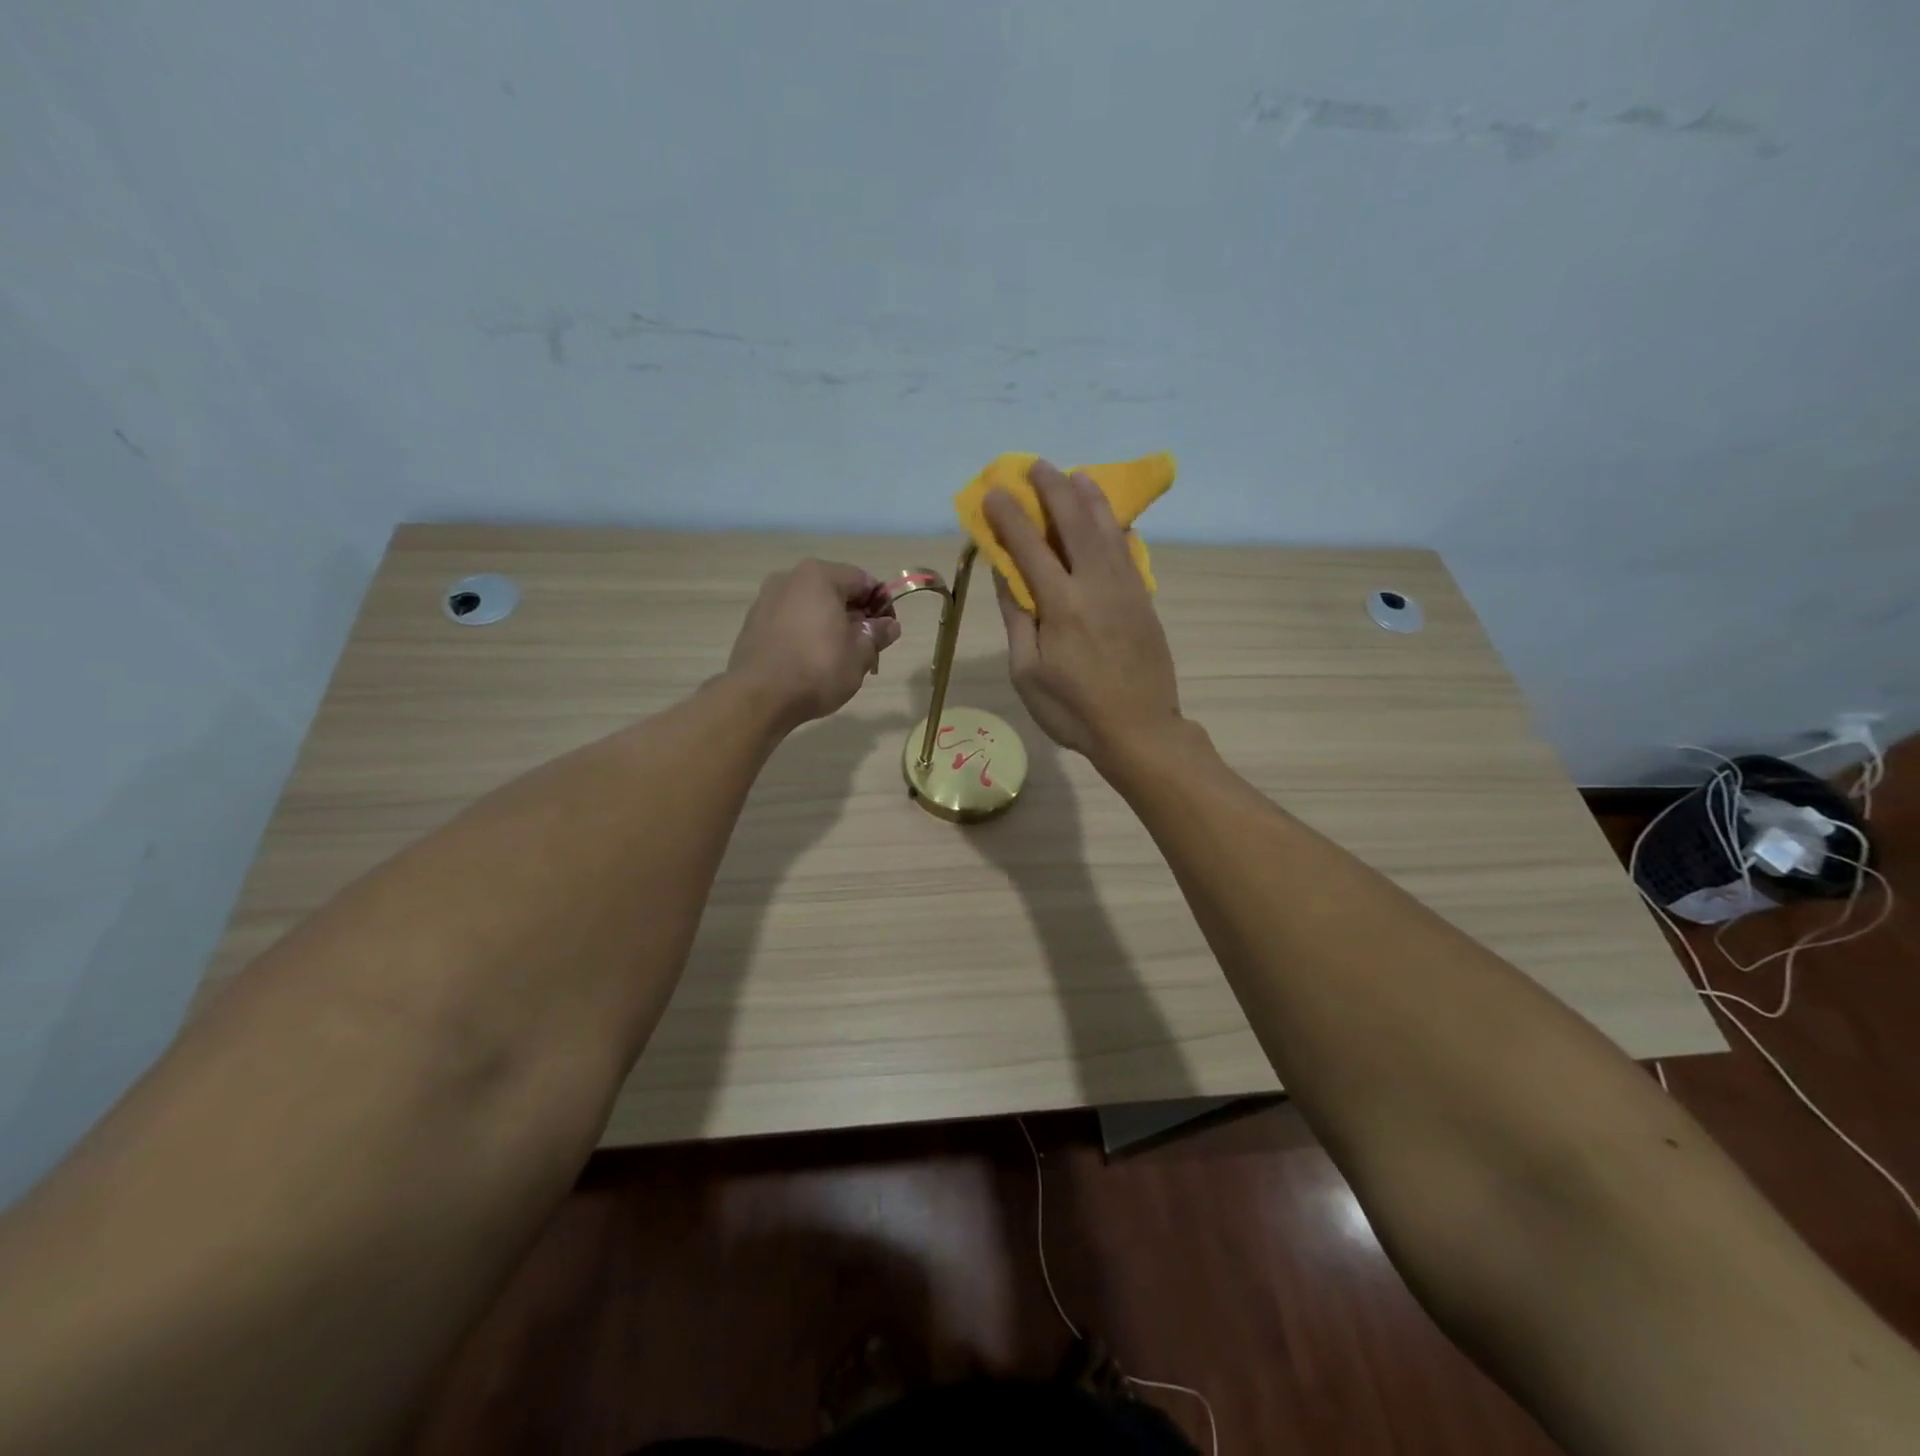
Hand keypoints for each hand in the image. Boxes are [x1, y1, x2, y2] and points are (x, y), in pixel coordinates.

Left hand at [726, 559, 900, 729]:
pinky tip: (811, 660)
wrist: (760, 696)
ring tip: (839, 657)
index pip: (863, 580)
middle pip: (835, 591)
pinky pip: (790, 621)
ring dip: (830, 625)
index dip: (882, 605)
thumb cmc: (818, 668)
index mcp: (819, 576)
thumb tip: (889, 625)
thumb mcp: (860, 653)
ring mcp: (766, 600)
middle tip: (866, 647)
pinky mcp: (753, 623)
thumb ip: (878, 633)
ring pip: (811, 607)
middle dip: (855, 616)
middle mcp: (790, 578)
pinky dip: (806, 633)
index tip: (887, 631)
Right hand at [984, 460, 1182, 766]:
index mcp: (1061, 605)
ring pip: (1107, 530)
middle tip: (1035, 466)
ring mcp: (1126, 590)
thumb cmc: (1073, 710)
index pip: (1029, 547)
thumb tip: (1005, 575)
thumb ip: (1017, 619)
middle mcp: (1096, 585)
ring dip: (1089, 498)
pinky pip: (1129, 552)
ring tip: (1076, 474)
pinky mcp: (1144, 600)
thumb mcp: (1028, 673)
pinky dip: (1117, 528)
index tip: (994, 491)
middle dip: (1052, 490)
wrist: (1139, 730)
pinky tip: (1111, 518)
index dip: (1009, 516)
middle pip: (1074, 523)